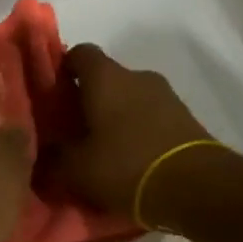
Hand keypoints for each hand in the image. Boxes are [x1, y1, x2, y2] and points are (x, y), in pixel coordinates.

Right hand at [56, 44, 213, 219]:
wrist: (198, 188)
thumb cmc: (126, 166)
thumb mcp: (76, 169)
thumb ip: (54, 158)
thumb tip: (44, 153)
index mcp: (106, 77)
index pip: (79, 53)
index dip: (63, 69)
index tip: (54, 94)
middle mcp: (137, 76)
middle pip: (105, 78)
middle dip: (89, 100)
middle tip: (73, 130)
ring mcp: (166, 96)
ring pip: (130, 98)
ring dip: (116, 117)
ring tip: (103, 150)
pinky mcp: (186, 119)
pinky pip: (152, 117)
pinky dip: (138, 131)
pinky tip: (131, 161)